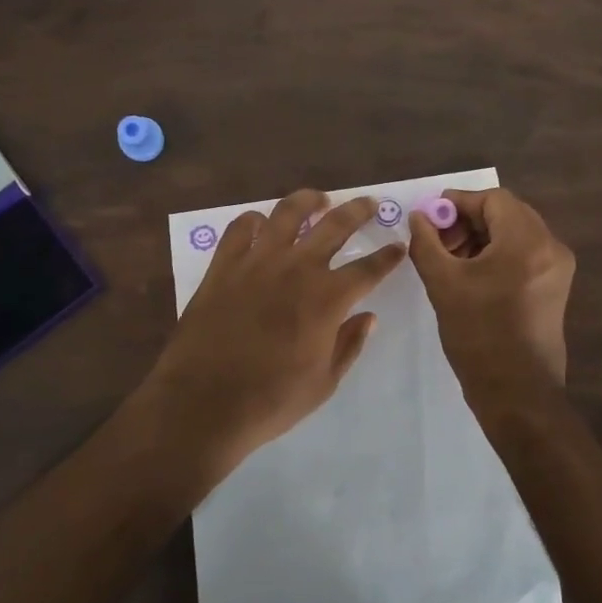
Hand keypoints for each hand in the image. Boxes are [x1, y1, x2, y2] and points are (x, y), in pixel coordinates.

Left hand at [144, 190, 405, 476]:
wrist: (202, 403)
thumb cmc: (270, 400)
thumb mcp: (324, 383)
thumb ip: (349, 344)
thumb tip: (368, 317)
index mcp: (327, 298)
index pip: (369, 268)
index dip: (388, 256)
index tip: (399, 246)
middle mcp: (297, 268)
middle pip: (335, 225)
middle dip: (358, 210)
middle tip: (369, 202)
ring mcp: (257, 261)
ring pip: (287, 213)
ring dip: (308, 201)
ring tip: (319, 199)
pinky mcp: (224, 265)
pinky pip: (240, 228)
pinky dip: (254, 221)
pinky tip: (261, 224)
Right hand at [408, 188, 574, 407]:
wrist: (517, 394)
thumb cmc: (479, 335)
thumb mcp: (443, 284)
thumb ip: (426, 242)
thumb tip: (419, 217)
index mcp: (527, 241)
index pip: (493, 199)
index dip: (458, 203)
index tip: (430, 218)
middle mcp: (550, 247)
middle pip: (507, 213)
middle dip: (468, 221)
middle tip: (439, 241)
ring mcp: (557, 269)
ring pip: (515, 233)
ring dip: (481, 238)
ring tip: (451, 260)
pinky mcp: (555, 288)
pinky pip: (524, 254)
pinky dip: (497, 254)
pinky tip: (472, 275)